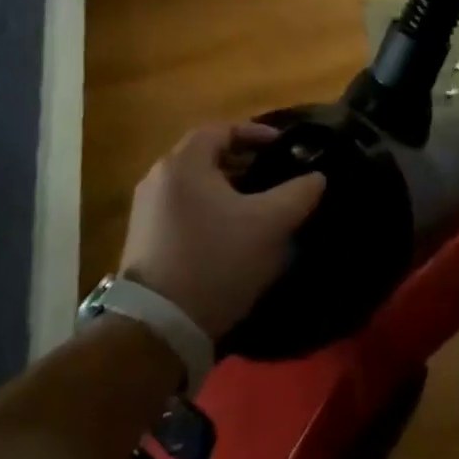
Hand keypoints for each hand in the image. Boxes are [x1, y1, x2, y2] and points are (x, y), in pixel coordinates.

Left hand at [119, 123, 325, 339]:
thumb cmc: (216, 261)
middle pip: (206, 155)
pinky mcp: (142, 240)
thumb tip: (316, 177)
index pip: (222, 129)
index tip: (282, 147)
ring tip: (257, 206)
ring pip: (195, 184)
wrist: (157, 329)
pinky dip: (209, 209)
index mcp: (184, 163)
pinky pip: (182, 208)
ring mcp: (145, 210)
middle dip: (243, 162)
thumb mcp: (270, 225)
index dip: (256, 133)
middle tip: (273, 176)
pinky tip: (231, 234)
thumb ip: (299, 193)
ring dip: (227, 188)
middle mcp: (158, 178)